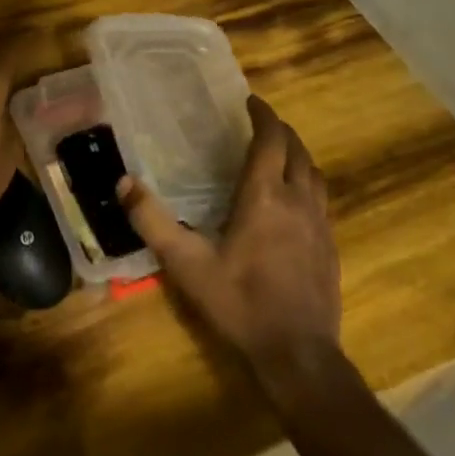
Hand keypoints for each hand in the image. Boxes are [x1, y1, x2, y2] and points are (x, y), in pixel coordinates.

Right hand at [119, 96, 340, 388]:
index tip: (251, 101)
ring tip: (278, 156)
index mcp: (264, 196)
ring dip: (297, 156)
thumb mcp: (187, 264)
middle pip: (297, 150)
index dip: (263, 115)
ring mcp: (320, 224)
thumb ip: (153, 222)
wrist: (298, 353)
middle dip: (280, 131)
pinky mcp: (331, 247)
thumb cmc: (239, 303)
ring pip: (313, 174)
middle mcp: (297, 201)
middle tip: (260, 124)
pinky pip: (321, 200)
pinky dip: (306, 184)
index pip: (270, 139)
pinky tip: (293, 203)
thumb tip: (123, 183)